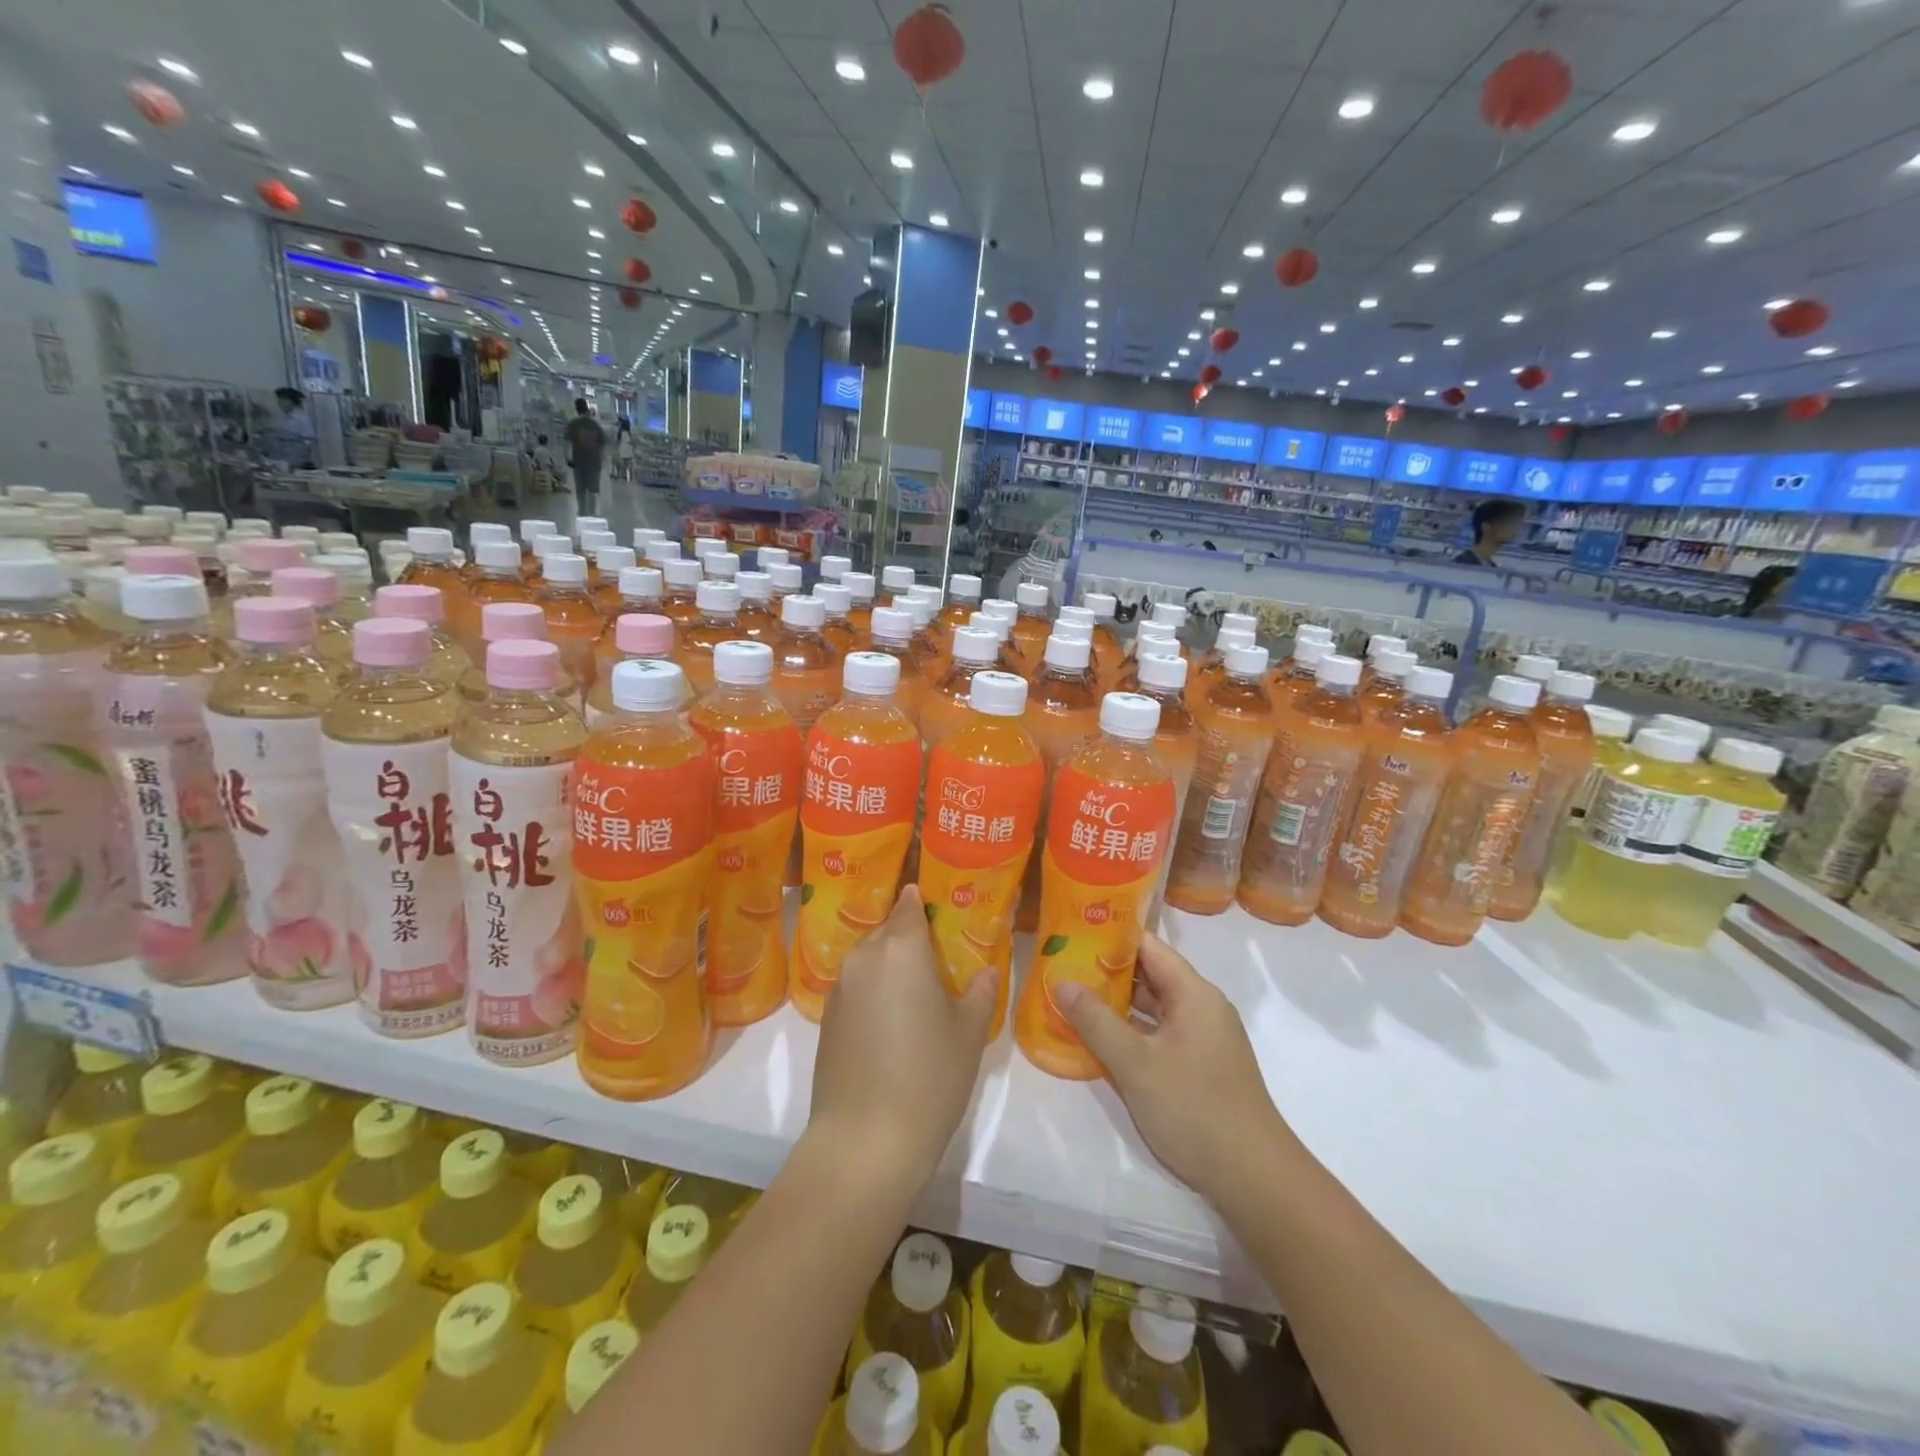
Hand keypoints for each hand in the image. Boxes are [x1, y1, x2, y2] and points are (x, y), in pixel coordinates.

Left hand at [809, 884, 996, 1190]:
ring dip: (890, 966)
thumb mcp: (968, 1033)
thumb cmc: (929, 1076)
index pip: (909, 905)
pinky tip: (892, 1023)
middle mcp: (864, 957)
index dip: (923, 902)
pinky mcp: (827, 1019)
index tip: (940, 908)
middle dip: (910, 937)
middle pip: (888, 931)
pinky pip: (856, 988)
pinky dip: (874, 992)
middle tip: (939, 957)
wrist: (865, 1141)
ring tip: (918, 991)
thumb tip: (987, 971)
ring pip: (869, 960)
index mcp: (901, 948)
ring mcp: (840, 988)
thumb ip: (980, 992)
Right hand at [1057, 931, 1295, 1203]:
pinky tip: (1099, 1039)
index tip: (1071, 934)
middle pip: (1149, 974)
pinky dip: (1131, 1030)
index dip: (1109, 937)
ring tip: (1071, 998)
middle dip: (1105, 971)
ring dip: (1116, 1004)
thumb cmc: (1194, 1109)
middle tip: (1061, 967)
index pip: (1147, 946)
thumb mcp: (1135, 1064)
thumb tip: (1060, 981)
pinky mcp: (1200, 1064)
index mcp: (1193, 993)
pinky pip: (1159, 1033)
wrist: (1254, 1179)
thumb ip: (1095, 1020)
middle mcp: (1201, 1006)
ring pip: (1153, 1006)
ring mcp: (1203, 1037)